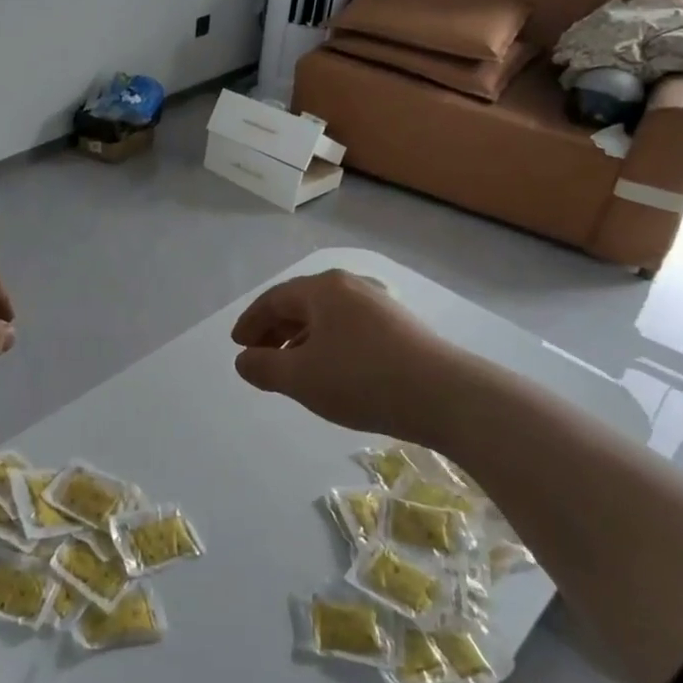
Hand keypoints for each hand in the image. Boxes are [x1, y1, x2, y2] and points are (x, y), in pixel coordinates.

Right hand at [230, 269, 452, 436]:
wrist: (445, 395)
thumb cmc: (362, 379)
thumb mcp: (301, 378)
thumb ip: (264, 367)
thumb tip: (243, 359)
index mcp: (323, 289)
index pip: (274, 299)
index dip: (251, 322)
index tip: (237, 345)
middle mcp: (350, 286)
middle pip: (300, 303)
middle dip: (274, 330)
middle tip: (258, 356)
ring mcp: (378, 304)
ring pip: (326, 316)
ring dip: (300, 339)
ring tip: (291, 367)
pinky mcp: (399, 326)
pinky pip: (348, 327)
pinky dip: (327, 343)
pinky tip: (330, 369)